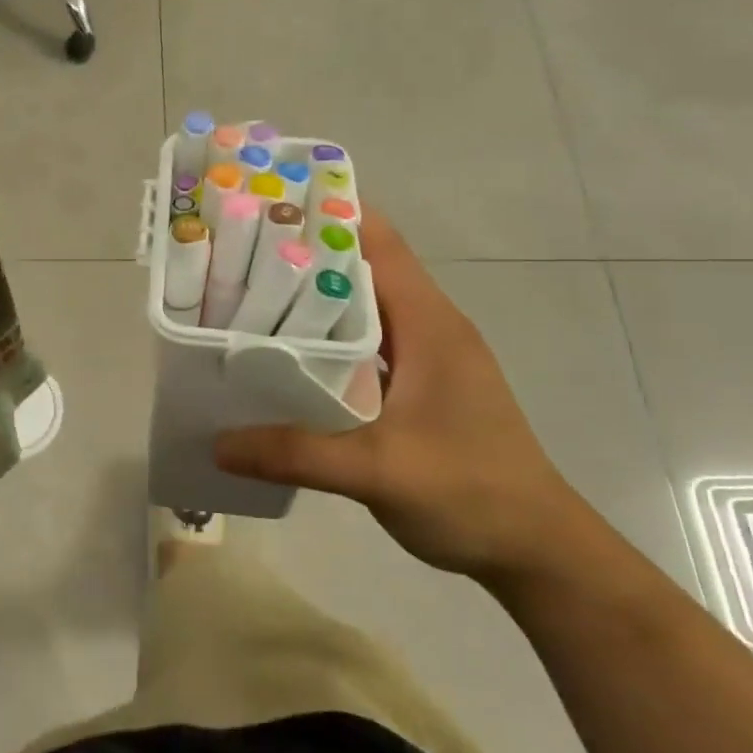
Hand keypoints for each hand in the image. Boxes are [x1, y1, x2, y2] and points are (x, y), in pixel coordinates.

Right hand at [214, 210, 588, 586]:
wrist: (536, 550)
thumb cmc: (471, 493)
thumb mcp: (379, 471)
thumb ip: (297, 453)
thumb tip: (217, 443)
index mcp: (429, 324)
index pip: (379, 244)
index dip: (330, 215)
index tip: (269, 203)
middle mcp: (429, 328)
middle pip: (364, 269)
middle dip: (307, 254)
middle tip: (239, 251)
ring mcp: (427, 358)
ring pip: (364, 308)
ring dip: (315, 298)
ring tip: (249, 294)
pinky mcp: (420, 387)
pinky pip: (367, 344)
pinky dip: (328, 338)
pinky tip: (287, 355)